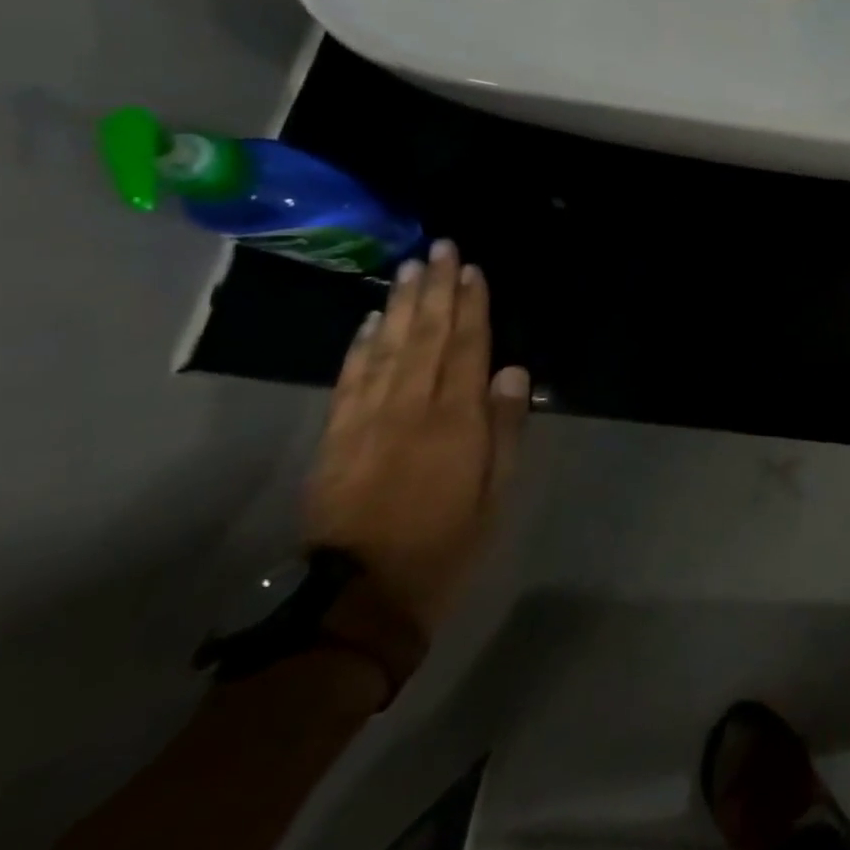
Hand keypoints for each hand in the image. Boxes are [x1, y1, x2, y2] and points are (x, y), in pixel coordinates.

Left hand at [303, 239, 530, 631]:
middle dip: (435, 289)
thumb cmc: (446, 544)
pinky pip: (350, 380)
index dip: (471, 306)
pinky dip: (361, 345)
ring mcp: (367, 421)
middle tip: (438, 249)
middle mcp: (410, 408)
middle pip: (425, 336)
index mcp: (456, 421)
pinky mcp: (336, 438)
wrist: (357, 601)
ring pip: (388, 349)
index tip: (472, 269)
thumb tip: (513, 373)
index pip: (467, 348)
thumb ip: (506, 428)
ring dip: (401, 305)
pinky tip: (371, 321)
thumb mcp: (496, 493)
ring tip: (409, 269)